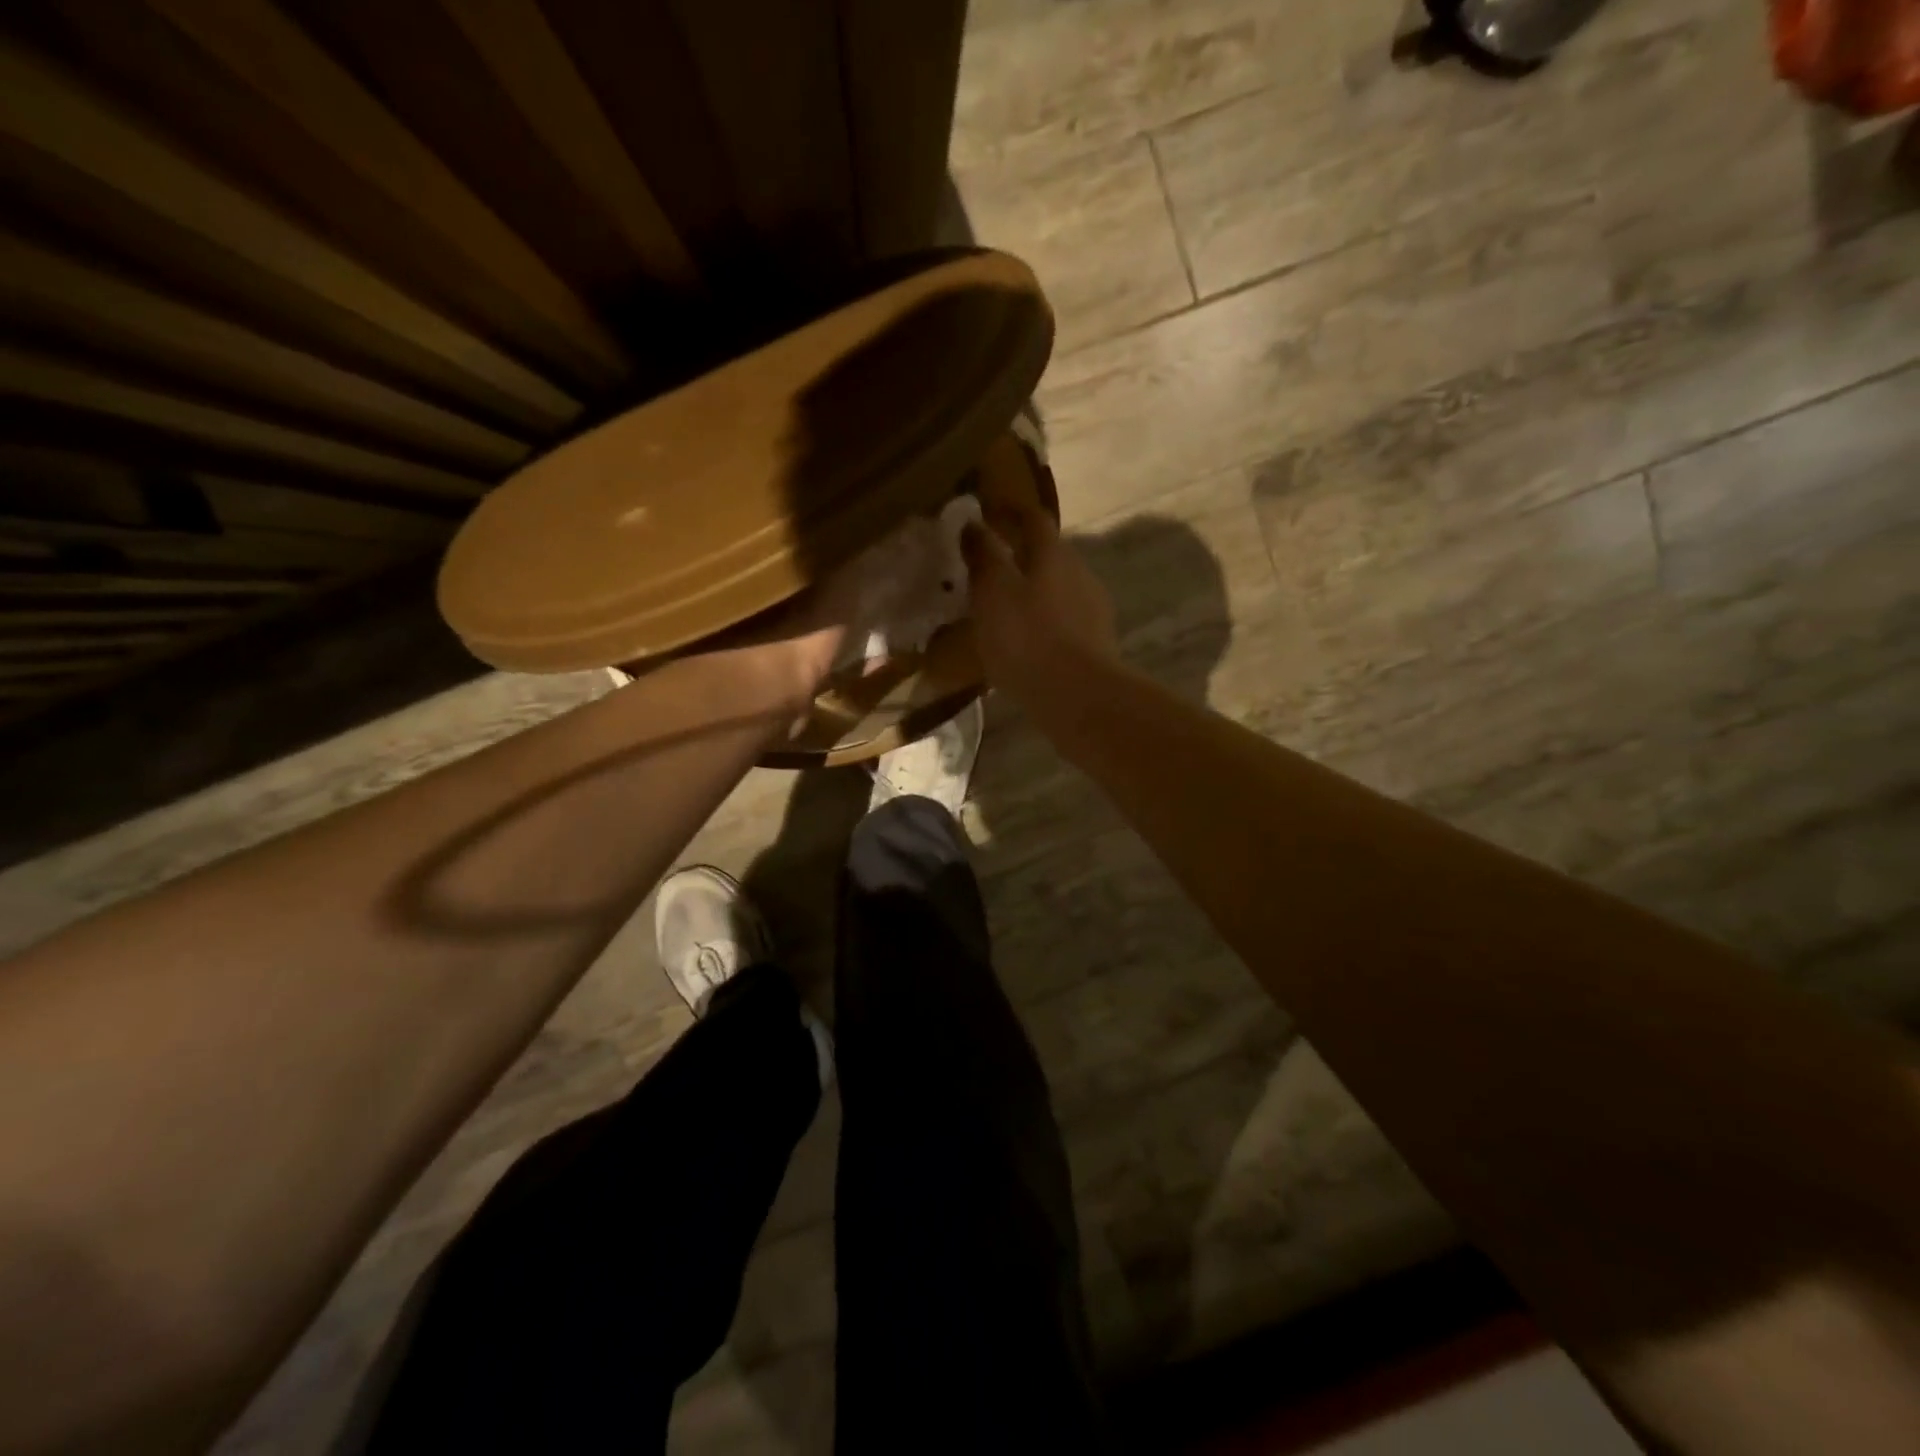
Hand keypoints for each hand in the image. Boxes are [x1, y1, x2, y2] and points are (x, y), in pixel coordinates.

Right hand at [961, 495, 1117, 706]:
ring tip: (1003, 609)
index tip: (987, 514)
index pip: (1033, 518)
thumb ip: (983, 556)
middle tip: (989, 566)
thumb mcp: (992, 592)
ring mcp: (1093, 609)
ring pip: (1058, 588)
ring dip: (1032, 591)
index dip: (1010, 511)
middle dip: (1020, 554)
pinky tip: (1026, 642)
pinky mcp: (1096, 643)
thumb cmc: (1027, 638)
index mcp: (1053, 554)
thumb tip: (973, 524)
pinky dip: (1043, 622)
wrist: (1077, 696)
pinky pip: (1063, 621)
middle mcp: (1079, 572)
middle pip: (1049, 553)